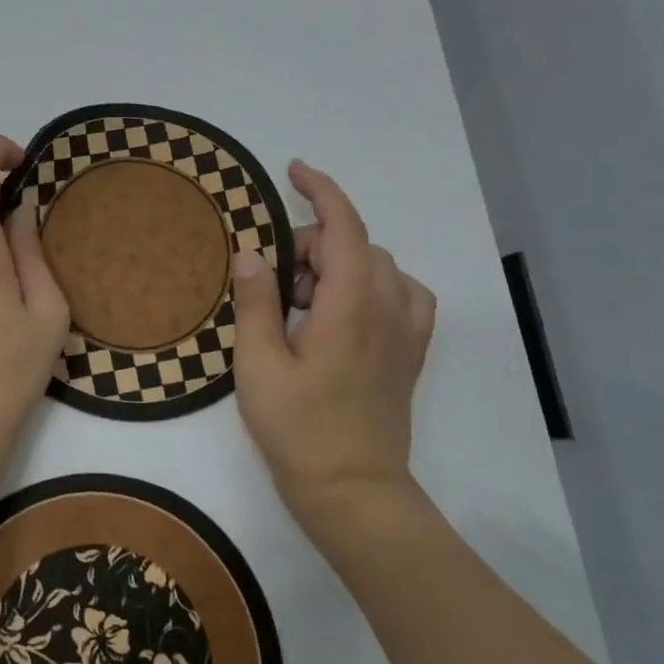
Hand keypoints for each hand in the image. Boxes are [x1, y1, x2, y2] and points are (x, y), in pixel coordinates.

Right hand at [230, 160, 436, 525]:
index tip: (293, 171)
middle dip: (314, 243)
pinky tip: (350, 308)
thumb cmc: (299, 430)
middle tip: (276, 283)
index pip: (343, 226)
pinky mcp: (411, 353)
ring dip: (342, 263)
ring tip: (306, 300)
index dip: (320, 189)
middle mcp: (387, 309)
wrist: (354, 492)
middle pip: (356, 244)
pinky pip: (404, 293)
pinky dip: (376, 283)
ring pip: (380, 265)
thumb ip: (256, 302)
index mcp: (349, 306)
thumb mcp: (258, 365)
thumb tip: (252, 254)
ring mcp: (406, 332)